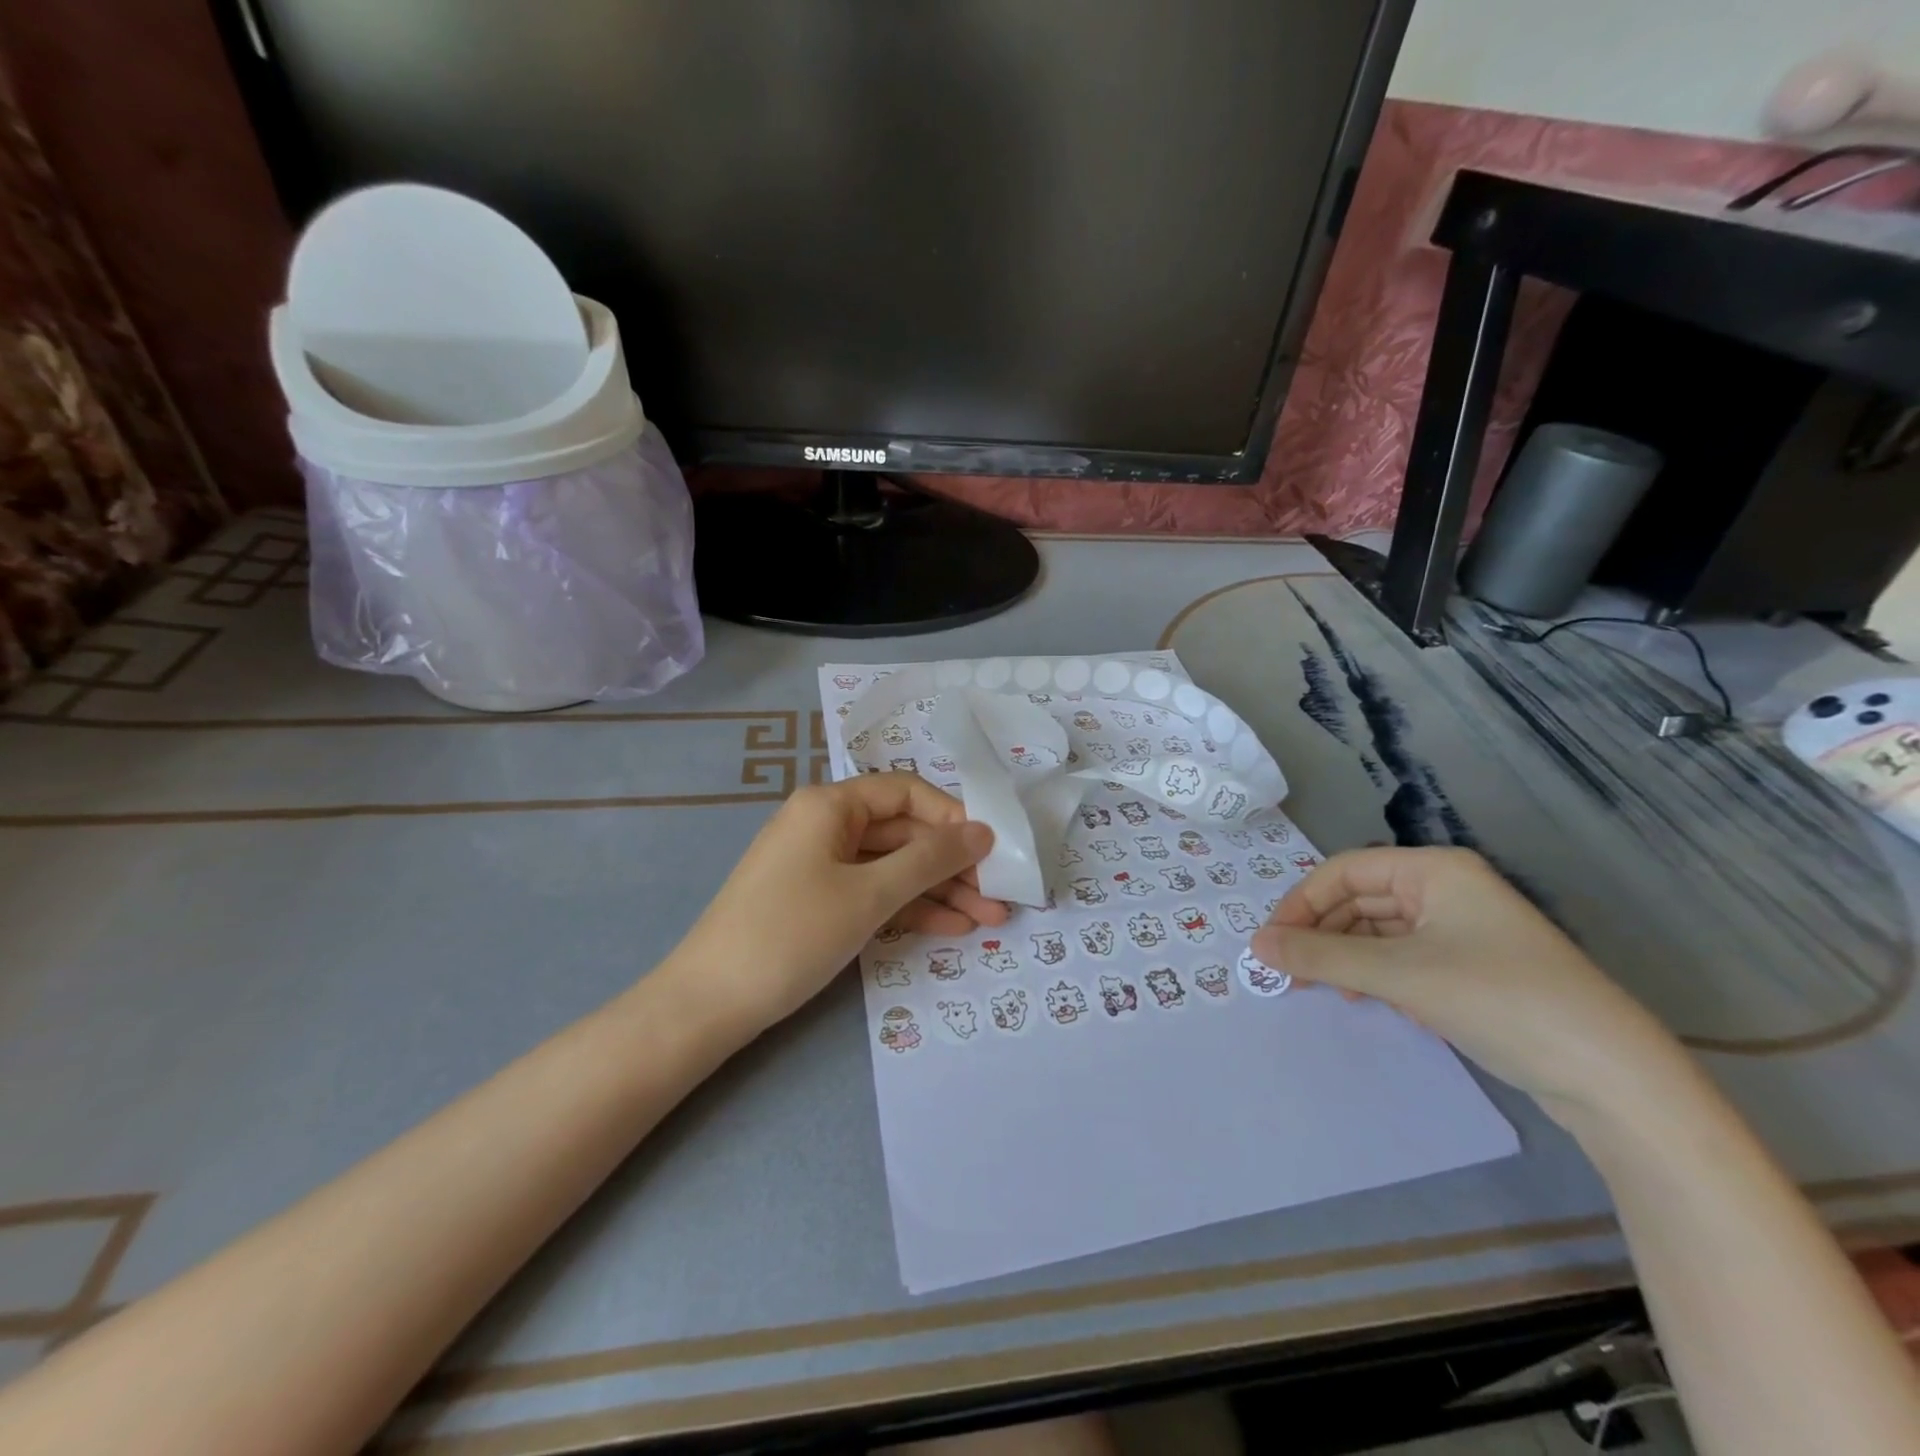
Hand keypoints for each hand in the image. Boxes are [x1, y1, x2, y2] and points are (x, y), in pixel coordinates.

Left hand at [667, 774, 1001, 1034]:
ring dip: (940, 891)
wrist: (708, 1004)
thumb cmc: (792, 934)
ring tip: (990, 920)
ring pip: (893, 868)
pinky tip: (951, 928)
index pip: (907, 793)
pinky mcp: (818, 901)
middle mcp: (825, 825)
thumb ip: (931, 860)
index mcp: (830, 805)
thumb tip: (983, 831)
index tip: (992, 852)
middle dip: (953, 865)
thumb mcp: (869, 895)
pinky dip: (909, 908)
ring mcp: (820, 865)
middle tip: (1000, 896)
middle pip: (903, 833)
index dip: (953, 818)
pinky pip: (873, 893)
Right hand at [1252, 847, 1683, 1121]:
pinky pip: (1407, 958)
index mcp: (1434, 870)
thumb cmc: (1497, 999)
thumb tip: (1256, 944)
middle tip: (1290, 972)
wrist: (1613, 1077)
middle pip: (1361, 900)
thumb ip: (1320, 956)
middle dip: (1322, 934)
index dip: (1301, 902)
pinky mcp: (1476, 969)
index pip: (1345, 871)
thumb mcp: (1398, 974)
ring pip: (1382, 932)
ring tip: (1327, 991)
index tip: (1271, 942)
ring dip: (1347, 958)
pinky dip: (1380, 976)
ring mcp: (1465, 930)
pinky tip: (1375, 1003)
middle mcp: (1448, 889)